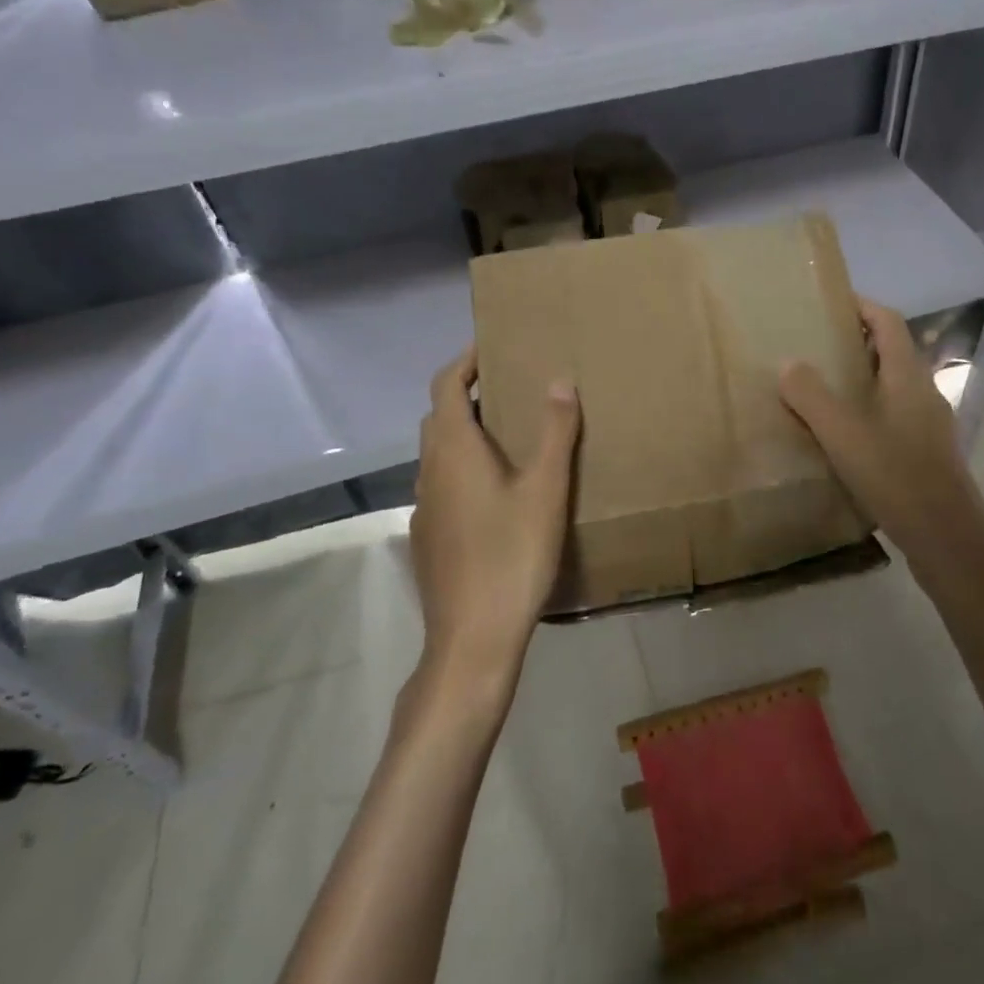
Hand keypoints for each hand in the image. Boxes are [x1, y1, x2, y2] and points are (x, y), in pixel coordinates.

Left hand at [410, 347, 579, 690]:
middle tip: (510, 389)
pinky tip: (497, 493)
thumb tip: (560, 380)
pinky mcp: (429, 537)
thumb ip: (554, 432)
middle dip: (468, 395)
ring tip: (509, 436)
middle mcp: (429, 471)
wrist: (472, 637)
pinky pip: (443, 484)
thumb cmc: (512, 555)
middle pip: (439, 417)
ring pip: (439, 454)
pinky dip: (464, 468)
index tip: (491, 346)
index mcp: (454, 450)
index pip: (445, 385)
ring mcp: (424, 507)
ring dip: (466, 433)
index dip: (464, 361)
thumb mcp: (545, 489)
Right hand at [779, 299, 983, 582]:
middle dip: (856, 342)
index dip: (862, 305)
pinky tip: (844, 435)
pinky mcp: (928, 453)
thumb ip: (812, 396)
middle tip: (815, 346)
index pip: (889, 322)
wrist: (948, 541)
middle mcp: (925, 393)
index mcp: (908, 377)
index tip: (830, 302)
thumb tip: (789, 363)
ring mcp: (930, 425)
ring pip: (894, 386)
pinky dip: (869, 409)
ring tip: (823, 388)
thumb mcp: (843, 434)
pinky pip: (895, 415)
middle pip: (893, 351)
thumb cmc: (896, 477)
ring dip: (862, 378)